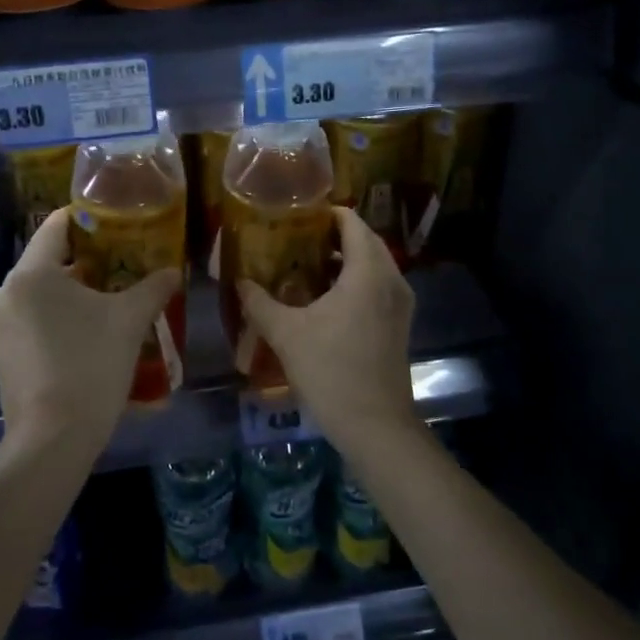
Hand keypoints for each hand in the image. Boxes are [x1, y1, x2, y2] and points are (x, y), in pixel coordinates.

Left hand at [0, 208, 181, 450]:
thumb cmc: (91, 365)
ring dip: (72, 293)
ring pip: (40, 293)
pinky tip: (87, 333)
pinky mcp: (0, 353)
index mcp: (31, 273)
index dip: (86, 219)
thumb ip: (153, 288)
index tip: (115, 221)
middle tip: (122, 264)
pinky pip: (31, 320)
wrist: (53, 438)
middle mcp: (4, 292)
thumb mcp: (129, 320)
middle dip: (86, 261)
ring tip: (110, 301)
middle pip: (48, 261)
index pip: (56, 226)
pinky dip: (57, 318)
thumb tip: (174, 271)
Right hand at [237, 207, 418, 451]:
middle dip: (333, 236)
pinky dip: (355, 281)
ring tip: (305, 266)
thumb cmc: (331, 371)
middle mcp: (391, 280)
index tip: (297, 215)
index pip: (353, 223)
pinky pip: (378, 286)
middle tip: (296, 239)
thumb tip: (239, 281)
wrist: (375, 425)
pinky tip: (325, 299)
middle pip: (366, 241)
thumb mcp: (287, 334)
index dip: (326, 214)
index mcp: (368, 272)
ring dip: (344, 260)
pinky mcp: (399, 324)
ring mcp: (400, 303)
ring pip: (374, 265)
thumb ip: (260, 303)